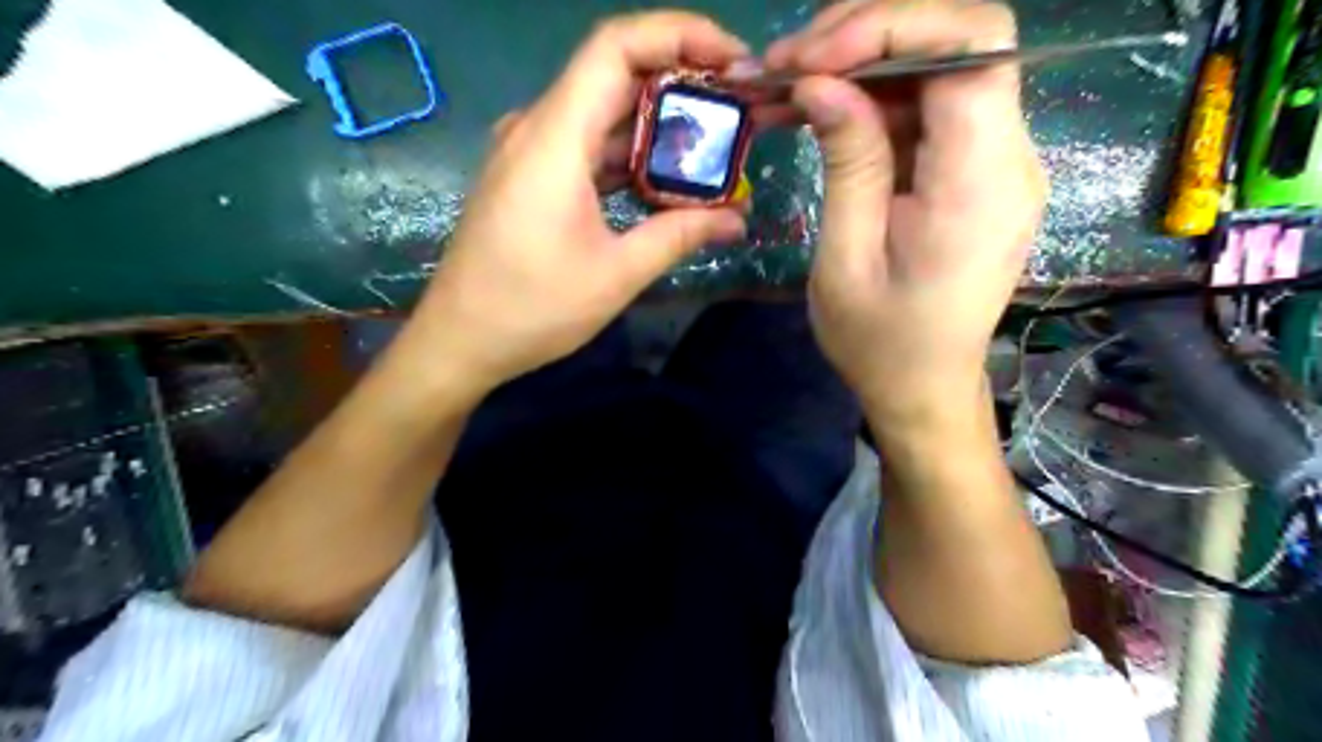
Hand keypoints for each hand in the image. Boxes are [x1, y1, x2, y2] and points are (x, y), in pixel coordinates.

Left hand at [408, 13, 746, 392]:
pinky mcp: (528, 177)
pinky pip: (585, 144)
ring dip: (656, 120)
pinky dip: (628, 151)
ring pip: (601, 111)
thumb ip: (679, 236)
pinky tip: (663, 176)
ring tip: (712, 142)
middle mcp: (536, 128)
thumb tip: (736, 220)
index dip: (679, 34)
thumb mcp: (616, 274)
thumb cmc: (532, 308)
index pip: (616, 46)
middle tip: (737, 106)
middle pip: (613, 72)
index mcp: (553, 138)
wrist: (459, 340)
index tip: (733, 59)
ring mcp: (528, 152)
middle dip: (680, 79)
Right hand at [770, 0, 1050, 425]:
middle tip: (784, 66)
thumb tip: (822, 80)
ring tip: (785, 88)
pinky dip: (870, 100)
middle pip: (957, 41)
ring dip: (858, 65)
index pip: (972, 45)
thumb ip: (848, 162)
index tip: (813, 59)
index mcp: (980, 182)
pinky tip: (817, 113)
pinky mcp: (973, 171)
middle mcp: (1008, 156)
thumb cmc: (880, 342)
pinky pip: (927, 109)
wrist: (924, 386)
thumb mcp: (846, 259)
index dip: (892, 25)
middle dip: (865, 35)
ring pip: (936, 68)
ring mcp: (995, 161)